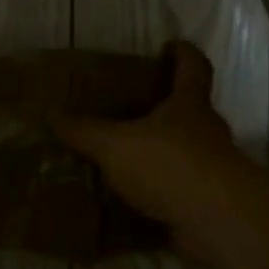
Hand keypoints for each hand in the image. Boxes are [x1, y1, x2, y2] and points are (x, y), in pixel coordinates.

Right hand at [57, 41, 252, 264]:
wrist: (216, 221)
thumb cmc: (169, 164)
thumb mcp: (115, 145)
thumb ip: (84, 131)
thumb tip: (52, 114)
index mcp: (189, 105)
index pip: (193, 66)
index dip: (182, 53)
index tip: (168, 47)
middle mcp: (206, 132)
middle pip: (188, 111)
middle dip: (161, 109)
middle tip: (126, 111)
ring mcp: (210, 169)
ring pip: (181, 154)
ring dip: (155, 156)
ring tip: (118, 162)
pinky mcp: (206, 203)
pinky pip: (175, 192)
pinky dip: (154, 195)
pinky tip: (126, 204)